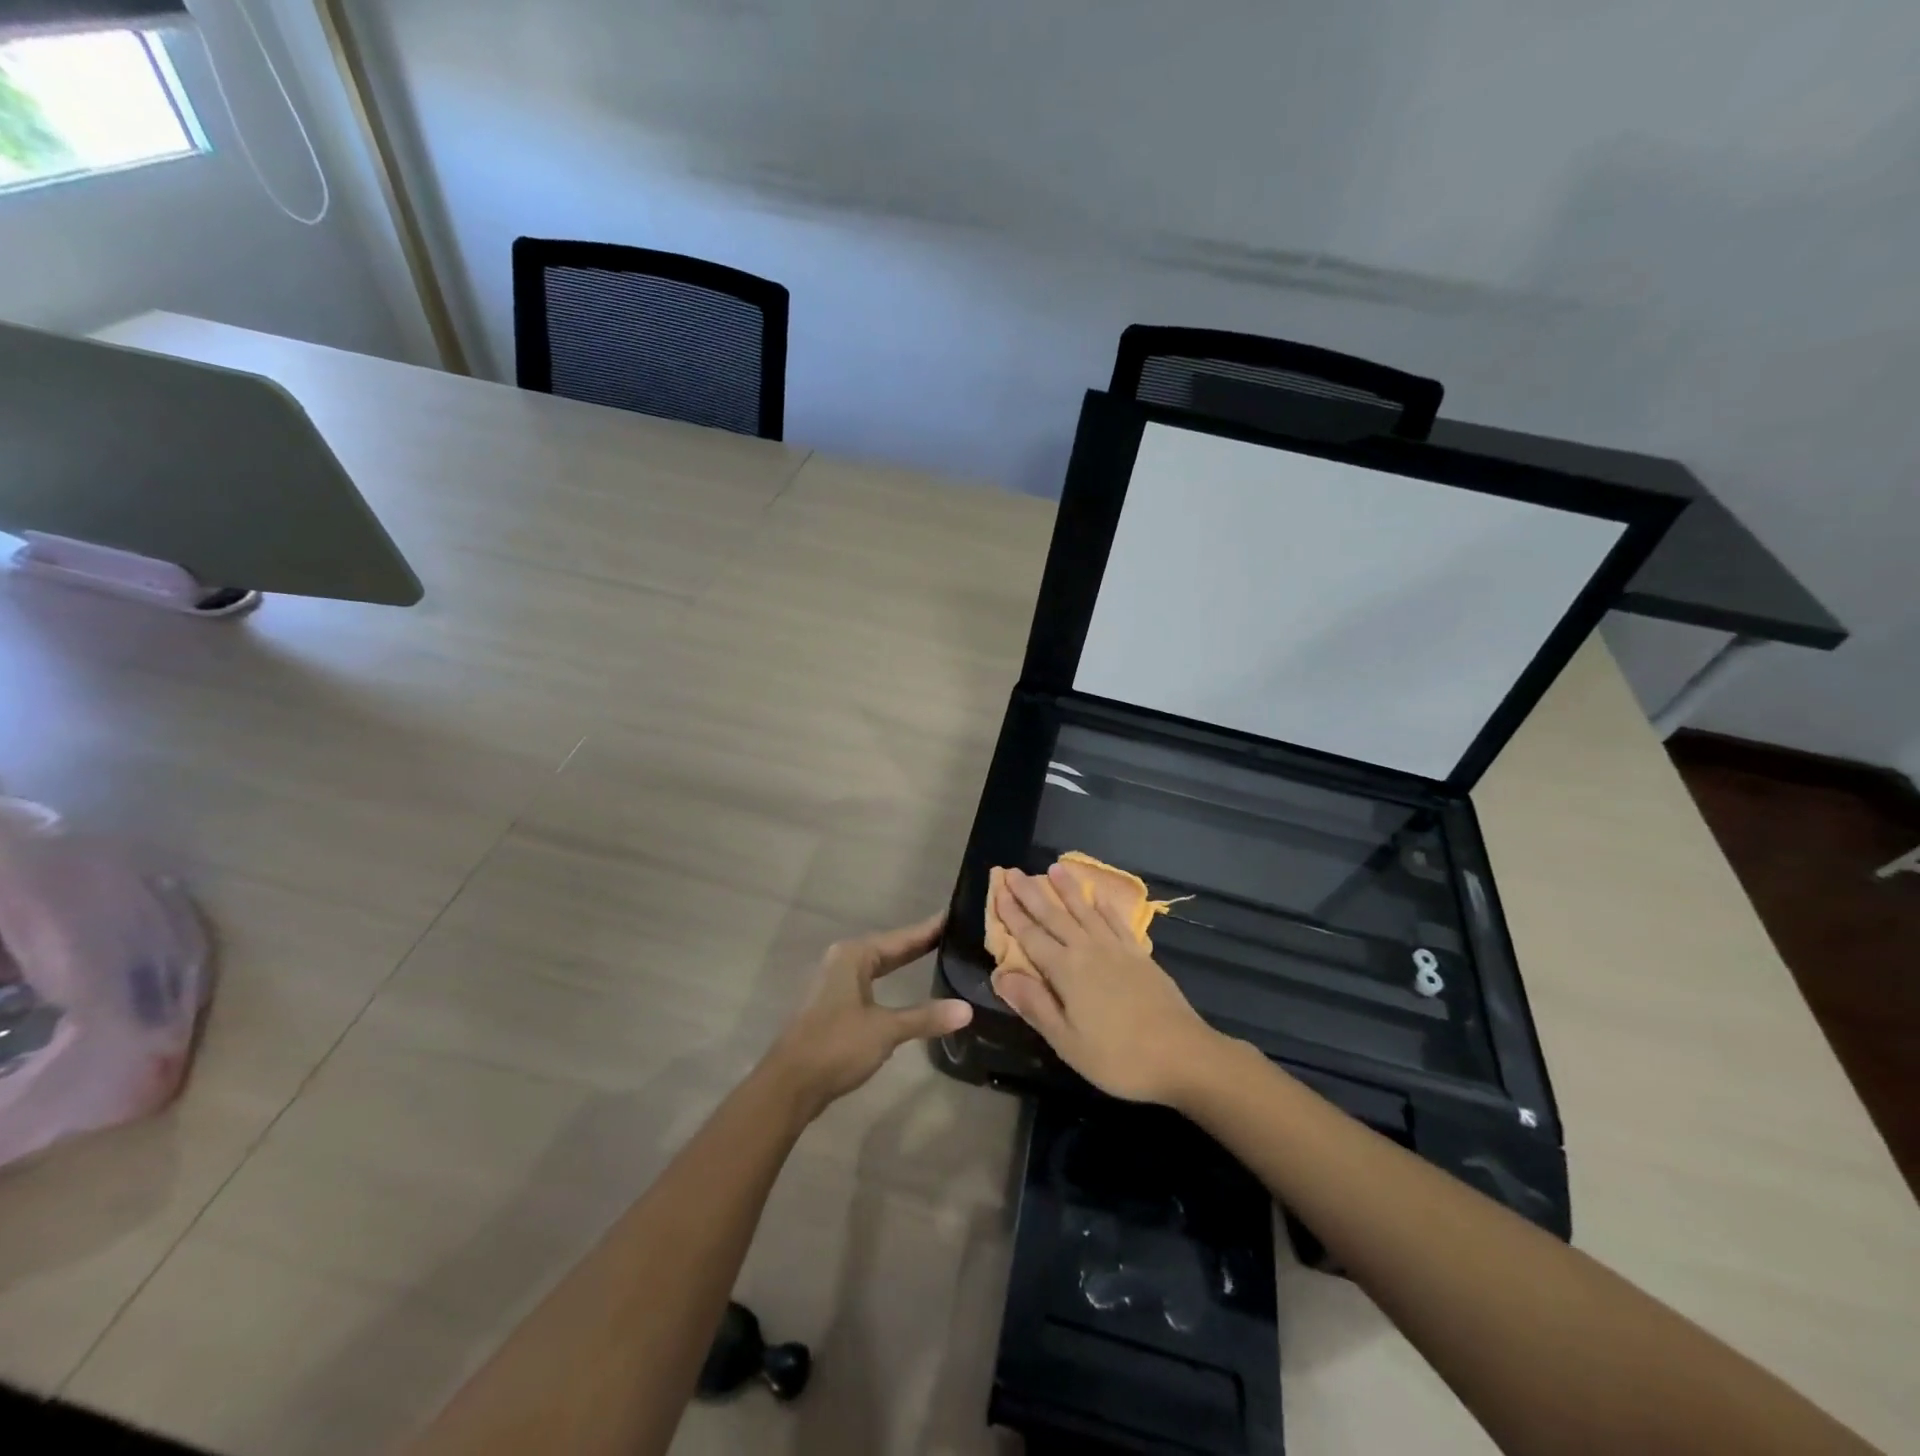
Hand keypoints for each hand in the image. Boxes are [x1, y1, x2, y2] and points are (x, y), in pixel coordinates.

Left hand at [764, 913, 973, 1118]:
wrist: (789, 1085)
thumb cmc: (836, 1046)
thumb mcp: (885, 1030)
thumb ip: (925, 1017)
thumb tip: (967, 1009)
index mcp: (854, 955)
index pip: (901, 937)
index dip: (929, 929)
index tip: (956, 915)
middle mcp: (843, 961)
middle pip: (889, 948)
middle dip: (920, 944)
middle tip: (956, 935)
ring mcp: (836, 983)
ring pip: (879, 966)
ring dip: (905, 962)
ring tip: (939, 955)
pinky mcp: (834, 1005)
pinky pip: (871, 982)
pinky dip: (892, 981)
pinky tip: (908, 988)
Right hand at [991, 866, 1223, 1105]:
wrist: (1182, 1054)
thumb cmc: (1118, 1057)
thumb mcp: (1067, 1041)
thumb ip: (1034, 1005)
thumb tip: (1001, 975)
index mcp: (1066, 971)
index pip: (1031, 936)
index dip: (1012, 914)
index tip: (998, 889)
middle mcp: (1088, 950)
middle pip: (1054, 916)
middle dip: (1032, 893)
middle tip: (1013, 871)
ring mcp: (1117, 949)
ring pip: (1085, 911)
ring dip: (1068, 889)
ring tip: (1054, 867)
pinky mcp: (1140, 955)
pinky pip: (1117, 922)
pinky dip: (1105, 907)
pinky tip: (1098, 897)